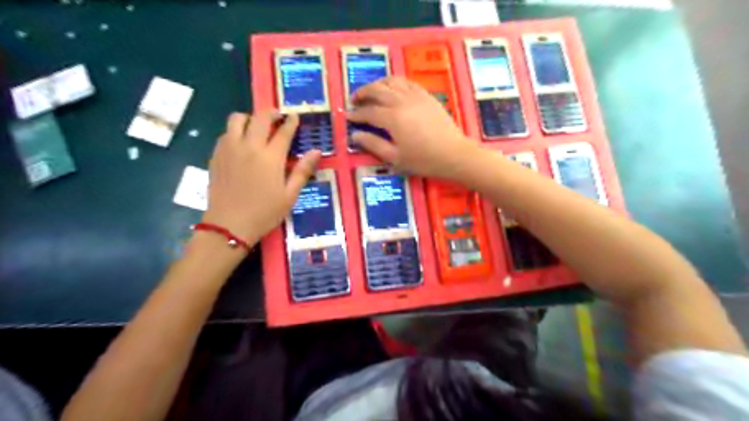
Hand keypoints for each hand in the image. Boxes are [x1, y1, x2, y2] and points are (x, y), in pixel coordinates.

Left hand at [200, 110, 320, 244]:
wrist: (229, 225)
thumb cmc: (264, 212)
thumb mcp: (290, 195)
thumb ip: (302, 171)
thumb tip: (316, 151)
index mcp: (270, 157)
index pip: (283, 131)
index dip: (291, 122)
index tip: (295, 116)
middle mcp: (249, 146)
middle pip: (260, 118)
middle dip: (271, 113)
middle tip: (278, 116)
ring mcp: (229, 149)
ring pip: (237, 119)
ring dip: (250, 118)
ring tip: (257, 127)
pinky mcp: (216, 155)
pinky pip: (226, 132)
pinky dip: (236, 130)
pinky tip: (241, 142)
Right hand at [349, 75, 475, 177]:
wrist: (454, 154)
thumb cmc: (423, 160)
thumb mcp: (395, 158)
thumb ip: (373, 144)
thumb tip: (355, 135)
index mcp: (392, 118)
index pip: (368, 112)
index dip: (356, 114)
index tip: (348, 116)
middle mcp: (401, 101)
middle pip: (377, 90)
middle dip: (362, 93)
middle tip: (354, 100)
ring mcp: (415, 96)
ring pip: (391, 81)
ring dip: (378, 84)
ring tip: (371, 92)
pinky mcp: (426, 95)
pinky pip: (407, 82)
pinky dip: (395, 82)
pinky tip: (393, 89)